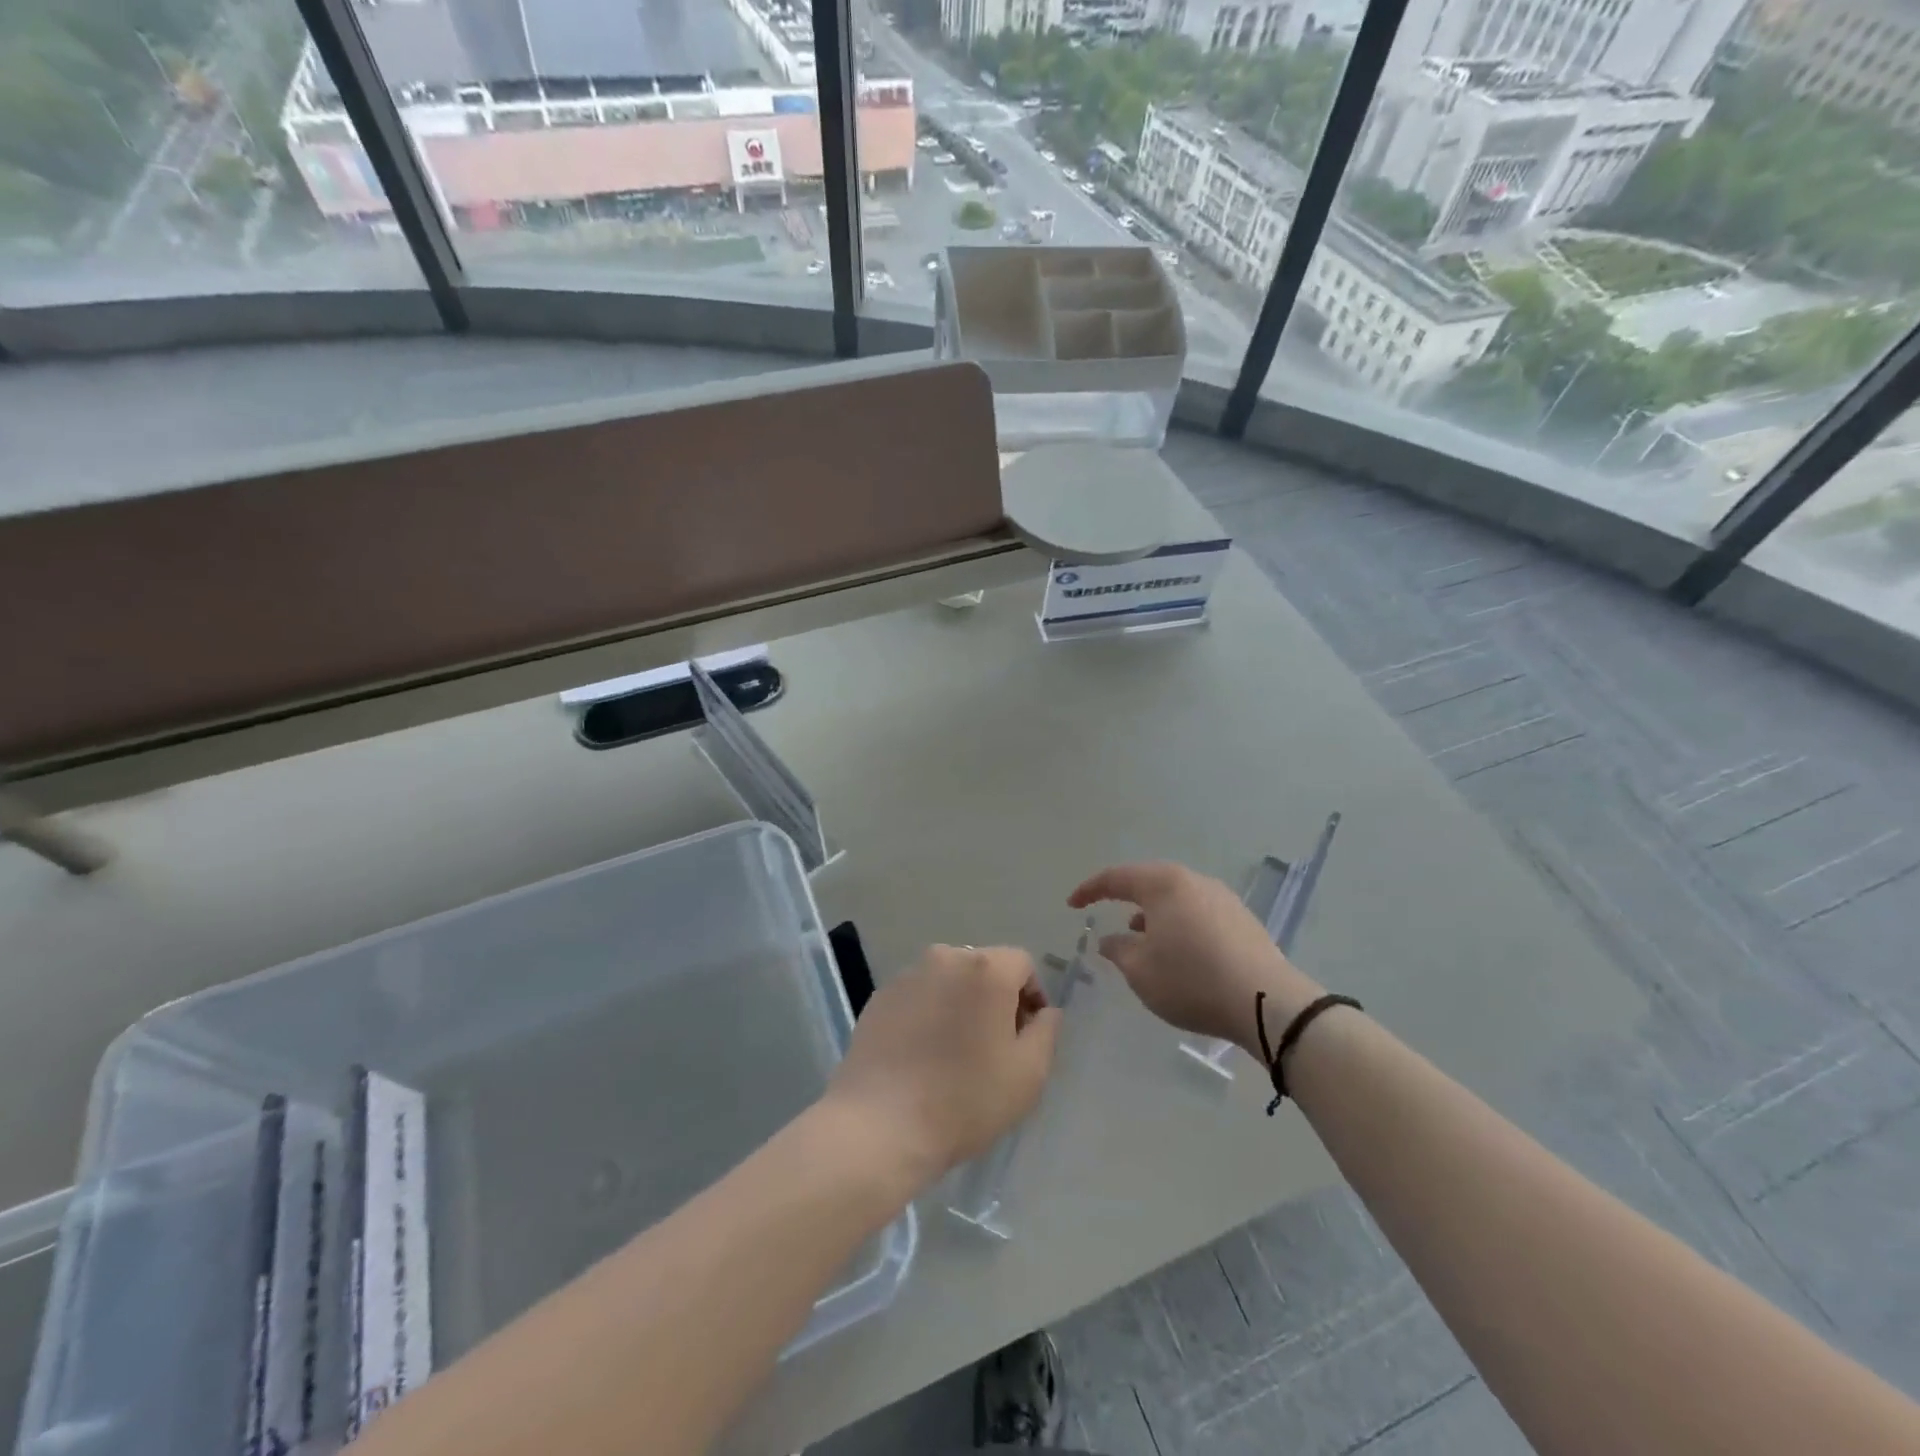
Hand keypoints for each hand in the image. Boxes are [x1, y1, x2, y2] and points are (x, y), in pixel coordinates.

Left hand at [824, 945, 1061, 1191]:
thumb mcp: (1028, 1074)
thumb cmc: (965, 1099)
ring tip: (955, 1053)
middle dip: (996, 999)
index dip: (1032, 997)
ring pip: (949, 981)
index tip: (1026, 1037)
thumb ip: (1046, 1031)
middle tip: (995, 1048)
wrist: (881, 1126)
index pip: (1022, 964)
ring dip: (960, 1005)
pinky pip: (918, 997)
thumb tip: (1044, 1011)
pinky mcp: (880, 997)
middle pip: (984, 968)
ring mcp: (907, 975)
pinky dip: (928, 1014)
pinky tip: (922, 1056)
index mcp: (986, 968)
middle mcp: (945, 957)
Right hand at [1068, 862, 1322, 1056]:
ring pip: (1176, 899)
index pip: (1116, 878)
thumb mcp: (1140, 970)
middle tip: (1108, 916)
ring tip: (1141, 939)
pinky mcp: (1243, 920)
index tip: (1072, 905)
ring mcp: (1223, 898)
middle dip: (1126, 900)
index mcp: (1163, 884)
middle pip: (1149, 883)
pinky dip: (1179, 925)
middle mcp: (1194, 881)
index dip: (1090, 890)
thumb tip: (1110, 939)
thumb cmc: (1191, 980)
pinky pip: (1198, 913)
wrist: (1267, 1002)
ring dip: (1153, 915)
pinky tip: (1178, 951)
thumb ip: (1118, 950)